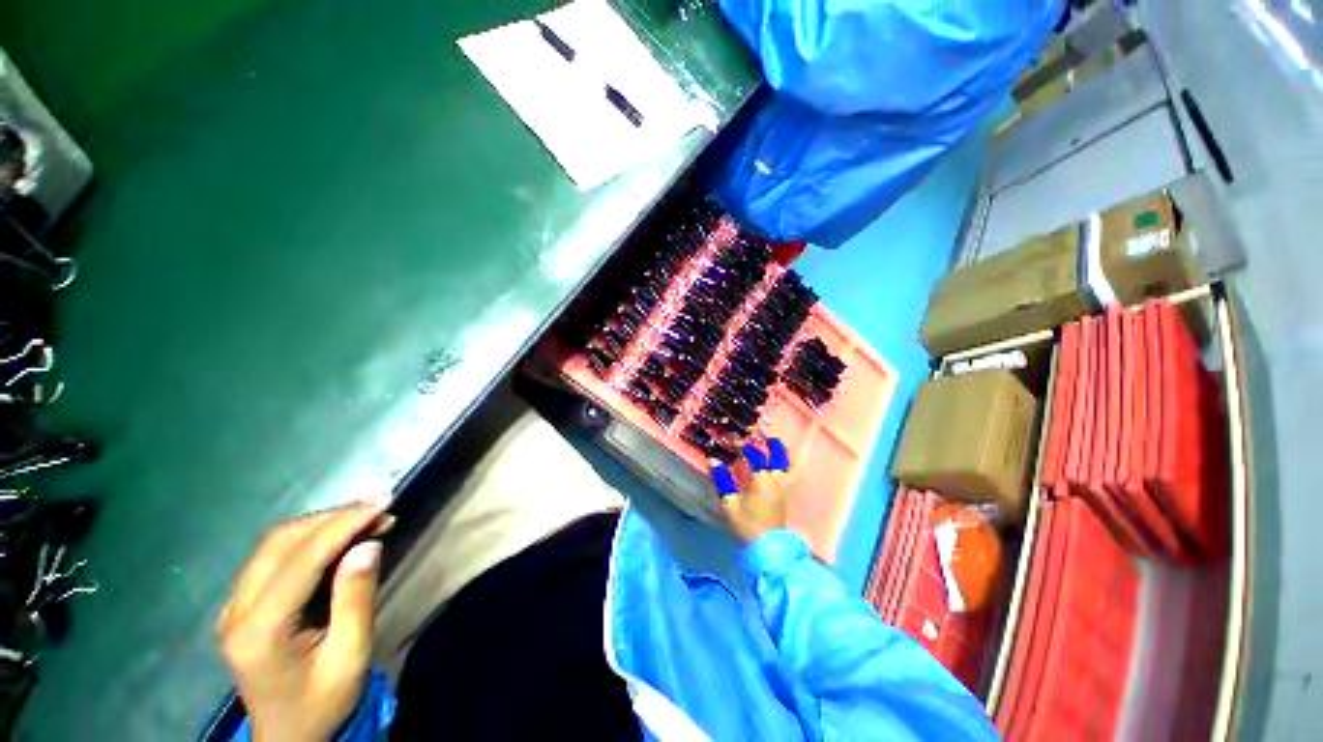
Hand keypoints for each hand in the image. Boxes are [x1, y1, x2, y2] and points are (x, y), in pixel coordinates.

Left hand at [217, 497, 393, 741]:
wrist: (287, 737)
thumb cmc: (322, 703)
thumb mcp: (350, 657)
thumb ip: (356, 600)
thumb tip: (368, 544)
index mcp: (260, 630)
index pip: (301, 560)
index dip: (343, 524)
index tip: (384, 501)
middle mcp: (237, 611)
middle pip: (281, 542)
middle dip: (334, 517)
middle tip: (381, 507)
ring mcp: (234, 606)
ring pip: (276, 543)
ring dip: (323, 524)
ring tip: (368, 518)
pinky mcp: (242, 604)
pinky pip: (274, 556)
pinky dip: (311, 538)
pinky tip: (341, 537)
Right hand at [714, 440, 792, 543]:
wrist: (768, 547)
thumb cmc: (747, 524)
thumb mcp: (729, 503)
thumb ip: (722, 479)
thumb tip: (714, 460)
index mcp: (761, 478)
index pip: (753, 453)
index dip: (743, 444)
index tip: (732, 442)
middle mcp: (776, 478)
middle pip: (777, 452)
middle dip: (766, 441)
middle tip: (756, 437)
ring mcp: (785, 485)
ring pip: (789, 462)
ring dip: (781, 451)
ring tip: (773, 445)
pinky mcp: (788, 493)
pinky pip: (792, 472)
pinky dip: (788, 463)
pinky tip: (781, 463)